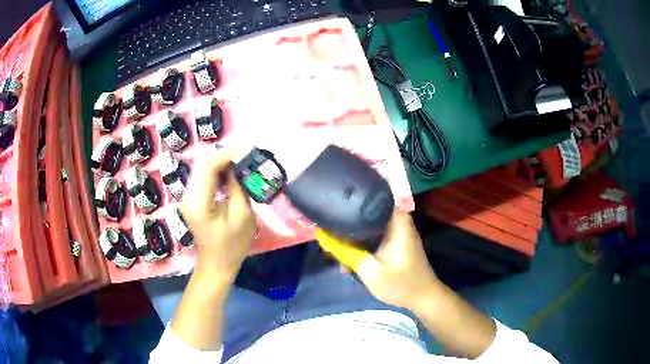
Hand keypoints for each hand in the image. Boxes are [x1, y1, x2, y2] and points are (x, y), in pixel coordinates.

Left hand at [181, 148, 255, 281]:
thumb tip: (240, 165)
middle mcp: (188, 195)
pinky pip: (204, 177)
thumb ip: (239, 187)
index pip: (208, 167)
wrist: (216, 265)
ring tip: (242, 160)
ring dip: (222, 162)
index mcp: (199, 202)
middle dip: (225, 155)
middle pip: (203, 164)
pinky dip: (218, 171)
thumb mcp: (242, 216)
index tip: (248, 150)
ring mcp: (188, 197)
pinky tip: (232, 172)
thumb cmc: (232, 246)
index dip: (227, 154)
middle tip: (247, 153)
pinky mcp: (193, 199)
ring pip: (203, 168)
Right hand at [319, 211, 497, 358]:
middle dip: (345, 228)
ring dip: (351, 240)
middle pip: (364, 214)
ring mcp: (395, 231)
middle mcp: (396, 220)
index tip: (329, 214)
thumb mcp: (369, 270)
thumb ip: (346, 252)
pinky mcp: (392, 241)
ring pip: (366, 228)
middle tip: (327, 239)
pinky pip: (371, 237)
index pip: (367, 200)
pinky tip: (348, 260)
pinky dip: (360, 247)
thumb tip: (323, 236)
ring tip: (336, 253)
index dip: (346, 206)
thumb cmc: (401, 284)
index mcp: (396, 220)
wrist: (422, 298)